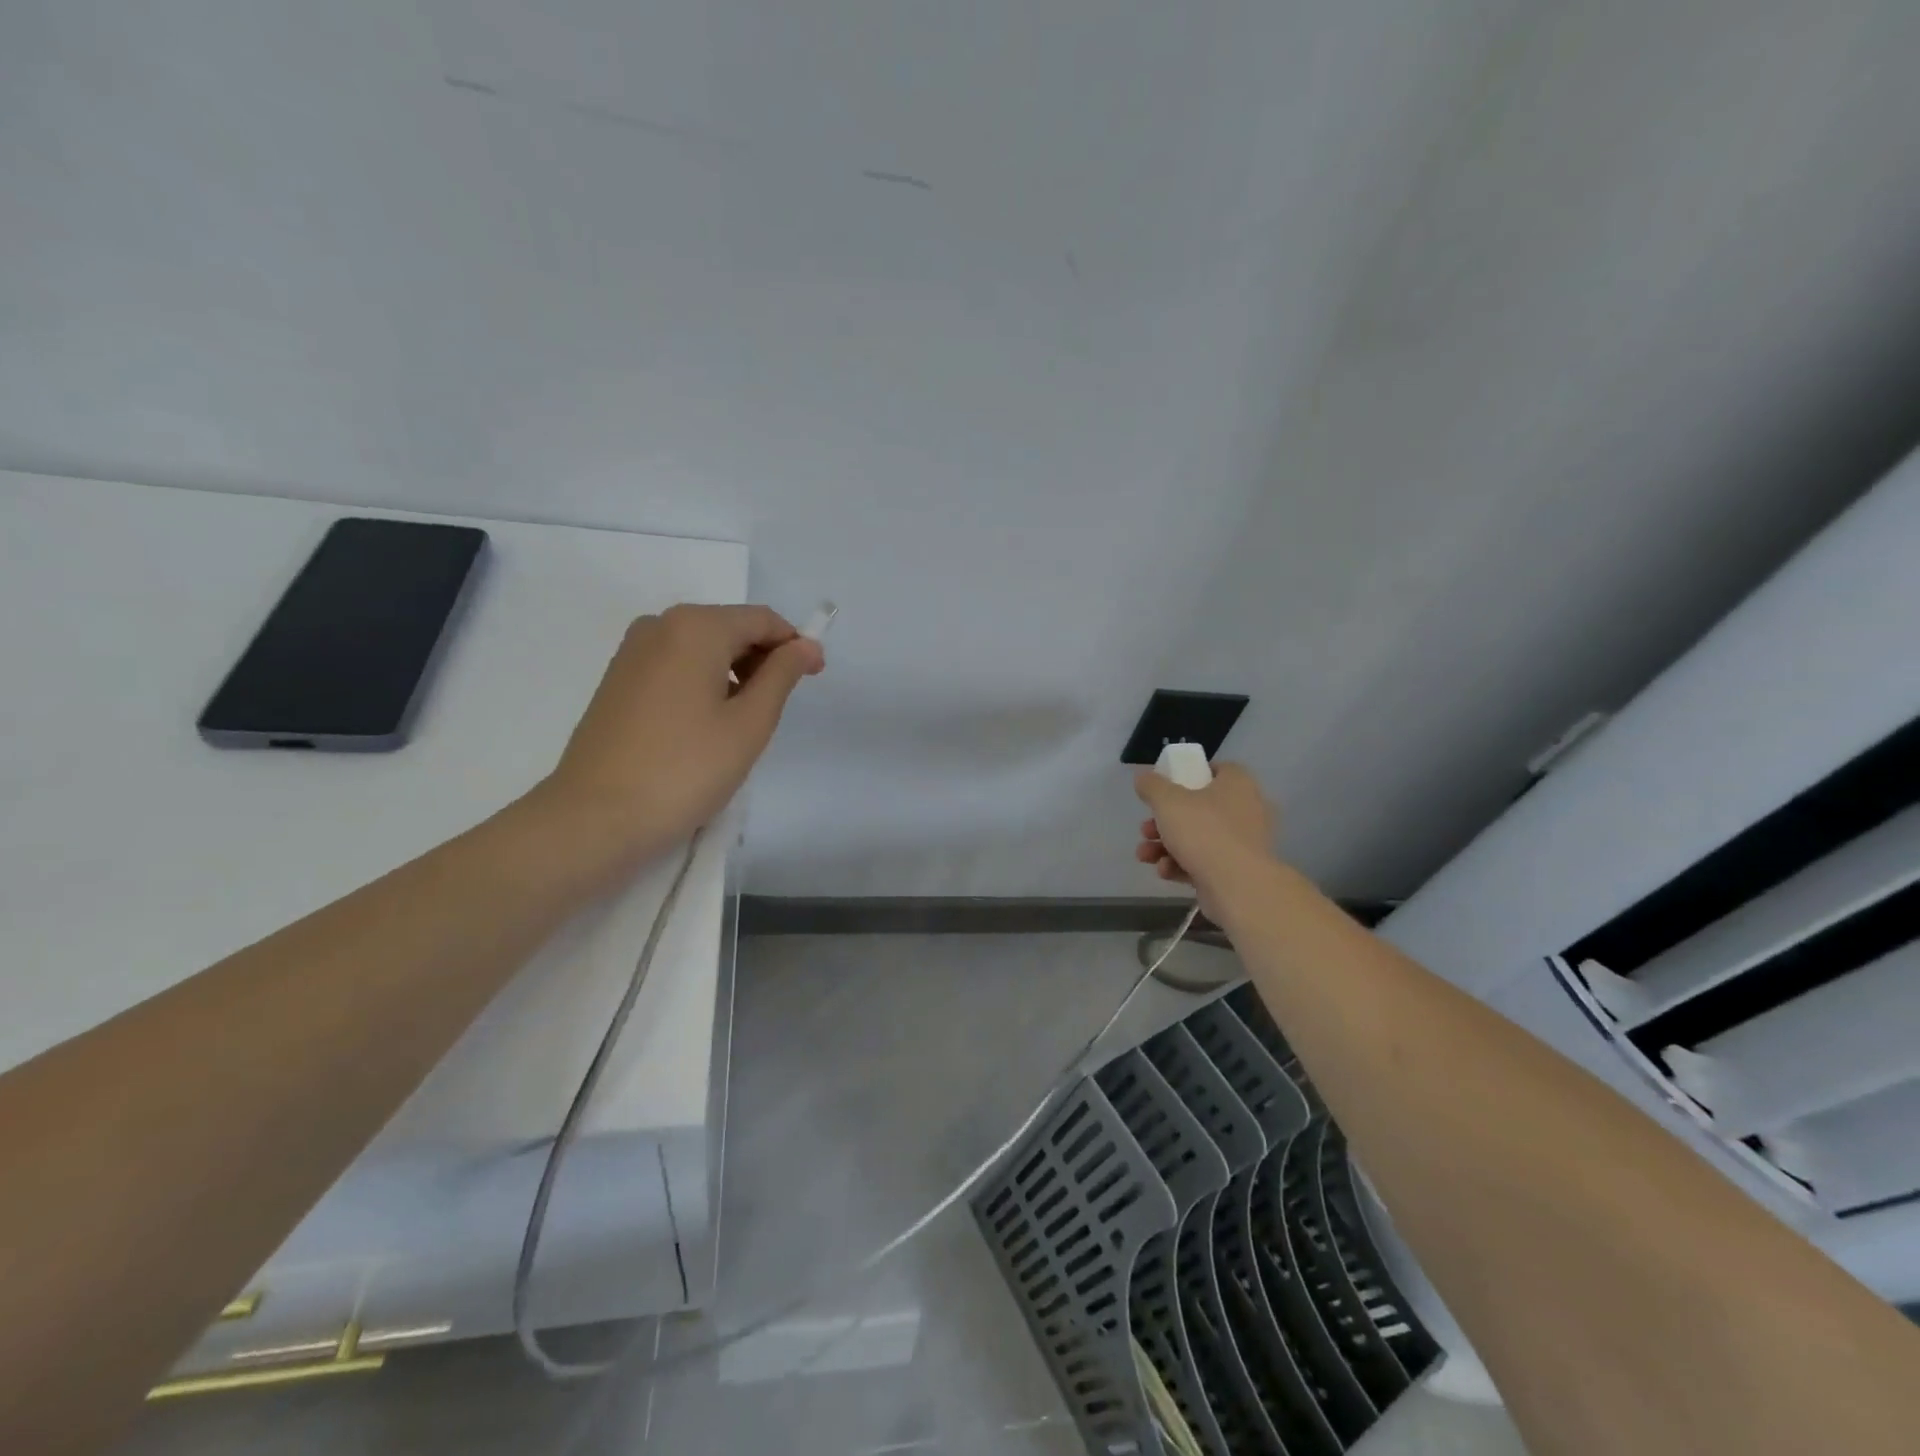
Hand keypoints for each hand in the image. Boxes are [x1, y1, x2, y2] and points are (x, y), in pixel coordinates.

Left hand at [535, 604, 823, 861]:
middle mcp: (659, 625)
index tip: (814, 678)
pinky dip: (703, 683)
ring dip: (734, 673)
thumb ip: (782, 675)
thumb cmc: (686, 769)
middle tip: (779, 707)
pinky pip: (675, 666)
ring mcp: (631, 652)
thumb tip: (806, 645)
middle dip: (763, 659)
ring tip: (743, 723)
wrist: (595, 818)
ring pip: (701, 648)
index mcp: (695, 627)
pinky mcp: (617, 680)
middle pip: (729, 628)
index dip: (795, 644)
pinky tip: (706, 726)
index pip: (761, 619)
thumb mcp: (749, 723)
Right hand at [1134, 761, 1277, 917]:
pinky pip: (1205, 861)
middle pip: (1199, 808)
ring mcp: (1244, 843)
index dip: (1188, 775)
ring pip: (1199, 837)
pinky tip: (1165, 871)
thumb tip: (1144, 778)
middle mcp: (1246, 809)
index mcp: (1237, 784)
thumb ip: (1152, 786)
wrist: (1238, 887)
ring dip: (1166, 845)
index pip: (1216, 770)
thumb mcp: (1167, 801)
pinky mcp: (1238, 871)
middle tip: (1145, 829)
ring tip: (1145, 855)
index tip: (1165, 788)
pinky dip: (1182, 864)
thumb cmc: (1204, 832)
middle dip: (1165, 821)